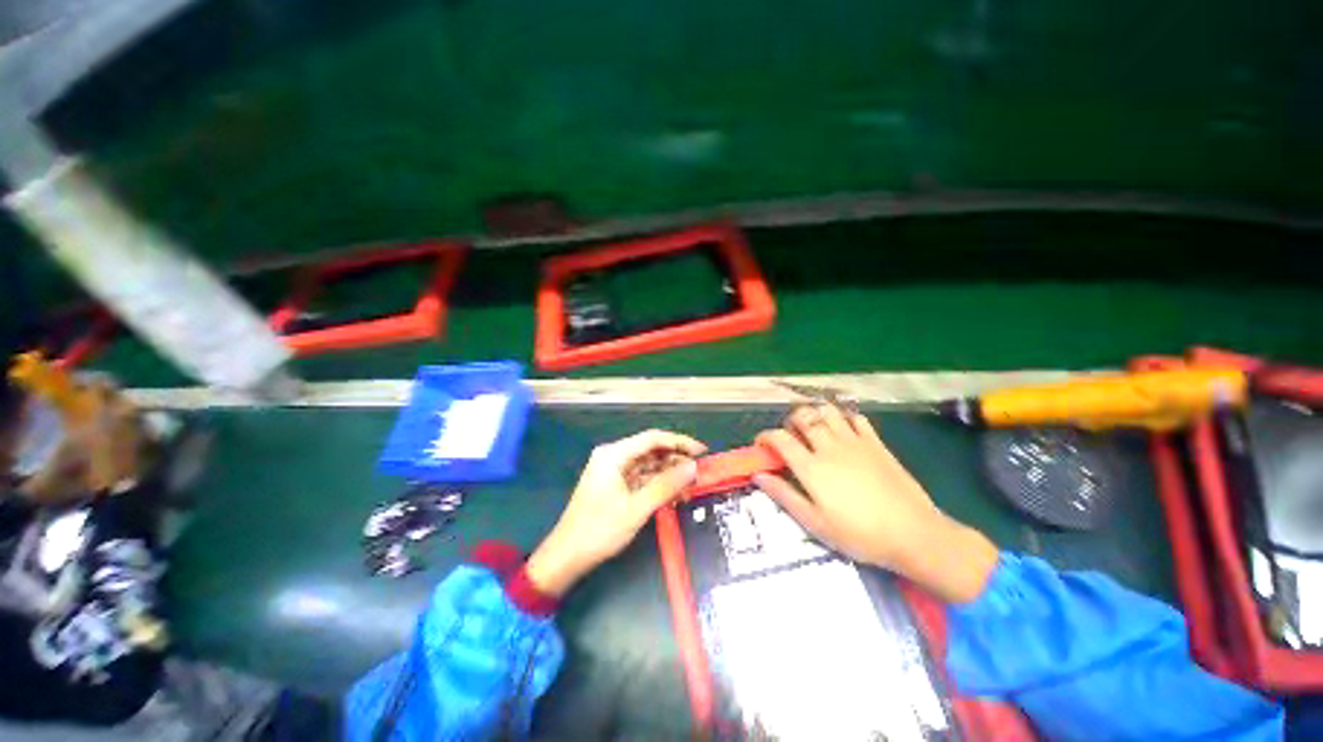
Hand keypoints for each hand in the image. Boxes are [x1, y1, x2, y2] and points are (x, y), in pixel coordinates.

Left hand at [527, 430, 706, 596]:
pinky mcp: (615, 484)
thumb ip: (666, 485)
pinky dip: (658, 484)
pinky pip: (641, 478)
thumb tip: (693, 467)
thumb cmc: (599, 530)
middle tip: (699, 472)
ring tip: (691, 486)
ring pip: (648, 465)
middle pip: (651, 450)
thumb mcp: (637, 508)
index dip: (679, 442)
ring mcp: (613, 470)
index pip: (653, 438)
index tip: (702, 452)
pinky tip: (674, 494)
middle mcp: (613, 456)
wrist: (567, 556)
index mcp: (614, 454)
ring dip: (669, 474)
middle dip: (676, 460)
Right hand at [754, 405, 997, 602]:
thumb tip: (758, 475)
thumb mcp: (815, 523)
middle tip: (790, 438)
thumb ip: (784, 495)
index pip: (779, 438)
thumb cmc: (859, 534)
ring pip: (827, 410)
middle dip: (789, 422)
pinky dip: (843, 418)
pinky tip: (842, 431)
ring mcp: (854, 441)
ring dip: (814, 414)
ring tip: (814, 431)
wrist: (914, 534)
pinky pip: (855, 418)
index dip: (765, 436)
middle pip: (802, 416)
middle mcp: (829, 446)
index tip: (761, 445)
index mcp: (811, 467)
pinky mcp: (876, 442)